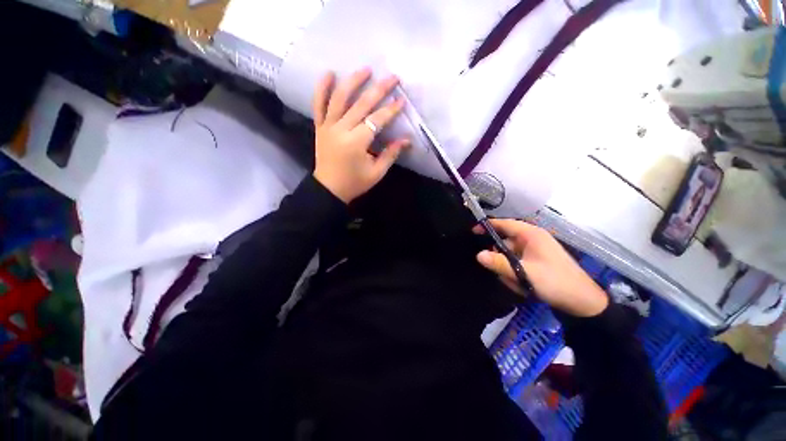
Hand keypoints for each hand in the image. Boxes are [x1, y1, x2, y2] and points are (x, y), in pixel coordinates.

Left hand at [312, 68, 410, 203]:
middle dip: (379, 90)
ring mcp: (328, 126)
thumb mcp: (376, 173)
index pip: (376, 120)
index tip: (402, 101)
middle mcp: (341, 130)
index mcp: (356, 143)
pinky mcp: (320, 127)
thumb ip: (391, 154)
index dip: (390, 110)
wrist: (329, 189)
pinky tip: (329, 73)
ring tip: (366, 69)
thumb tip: (407, 140)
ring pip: (339, 98)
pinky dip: (322, 88)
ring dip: (353, 81)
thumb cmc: (355, 183)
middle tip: (393, 78)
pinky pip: (318, 104)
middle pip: (361, 104)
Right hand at [474, 219, 608, 317]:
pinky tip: (522, 286)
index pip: (504, 223)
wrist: (583, 303)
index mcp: (531, 234)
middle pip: (505, 242)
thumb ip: (500, 263)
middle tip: (501, 272)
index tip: (472, 231)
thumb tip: (478, 255)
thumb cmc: (555, 282)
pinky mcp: (536, 261)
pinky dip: (516, 273)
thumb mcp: (524, 273)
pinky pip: (517, 263)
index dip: (488, 226)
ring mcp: (535, 251)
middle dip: (500, 258)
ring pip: (510, 255)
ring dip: (509, 269)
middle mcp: (532, 239)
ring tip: (517, 283)